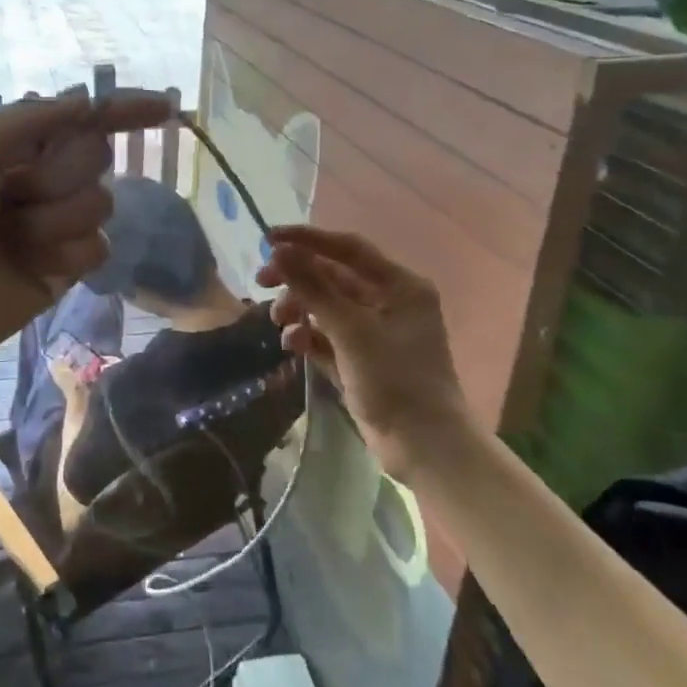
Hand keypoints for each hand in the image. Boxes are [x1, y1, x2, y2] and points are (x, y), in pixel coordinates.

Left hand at [0, 87, 173, 378]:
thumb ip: (28, 119)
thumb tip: (86, 102)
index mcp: (16, 143)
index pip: (82, 117)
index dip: (122, 110)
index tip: (165, 109)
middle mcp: (42, 177)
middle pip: (95, 157)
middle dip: (56, 177)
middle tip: (12, 198)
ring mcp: (57, 222)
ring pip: (100, 204)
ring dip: (54, 222)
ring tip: (13, 240)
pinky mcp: (68, 266)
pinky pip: (98, 247)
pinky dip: (66, 256)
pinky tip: (33, 268)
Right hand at [255, 226, 464, 481]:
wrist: (424, 448)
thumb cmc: (395, 381)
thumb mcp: (351, 330)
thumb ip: (314, 287)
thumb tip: (279, 251)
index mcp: (399, 286)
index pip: (348, 249)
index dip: (307, 239)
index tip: (268, 239)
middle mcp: (388, 302)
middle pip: (333, 277)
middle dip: (297, 279)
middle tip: (262, 281)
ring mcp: (374, 332)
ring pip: (326, 306)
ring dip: (299, 309)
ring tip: (279, 323)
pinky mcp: (361, 359)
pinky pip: (326, 336)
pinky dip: (308, 337)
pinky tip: (292, 347)